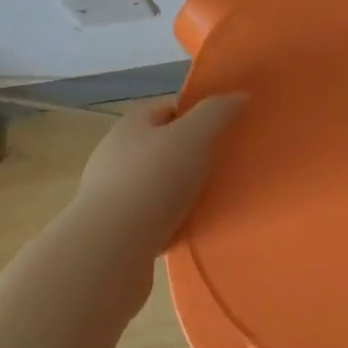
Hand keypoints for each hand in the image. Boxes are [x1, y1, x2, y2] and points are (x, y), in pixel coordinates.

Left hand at [69, 93, 246, 259]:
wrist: (109, 250)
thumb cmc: (153, 181)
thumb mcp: (194, 136)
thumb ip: (217, 113)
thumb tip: (239, 96)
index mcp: (131, 124)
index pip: (168, 108)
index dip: (196, 114)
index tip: (223, 130)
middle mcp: (114, 153)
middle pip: (160, 145)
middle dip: (189, 153)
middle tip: (221, 165)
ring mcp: (109, 193)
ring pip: (154, 182)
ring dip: (178, 190)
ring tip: (209, 200)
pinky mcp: (112, 229)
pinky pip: (148, 216)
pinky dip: (168, 220)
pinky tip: (187, 228)